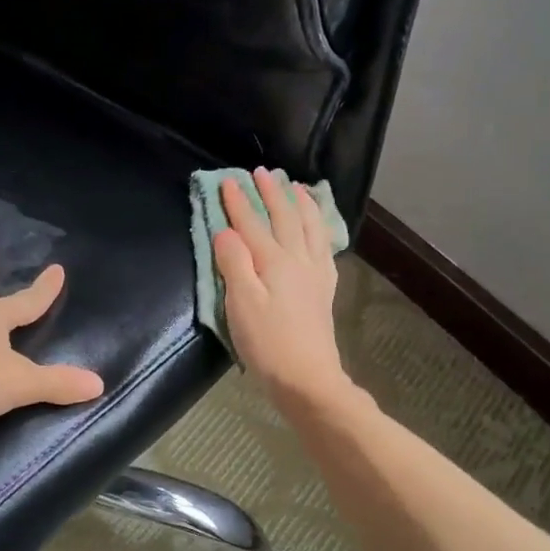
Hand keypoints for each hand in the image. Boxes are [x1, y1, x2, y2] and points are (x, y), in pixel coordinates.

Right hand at [213, 169, 350, 407]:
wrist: (307, 378)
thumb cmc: (267, 343)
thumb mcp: (241, 304)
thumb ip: (234, 263)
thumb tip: (226, 231)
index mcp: (274, 261)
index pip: (252, 224)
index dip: (238, 202)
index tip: (227, 180)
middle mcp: (298, 260)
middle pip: (285, 218)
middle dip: (272, 193)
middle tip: (262, 172)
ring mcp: (315, 274)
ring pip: (310, 227)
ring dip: (300, 203)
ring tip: (295, 186)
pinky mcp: (323, 289)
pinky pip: (323, 246)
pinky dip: (319, 228)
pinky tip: (317, 228)